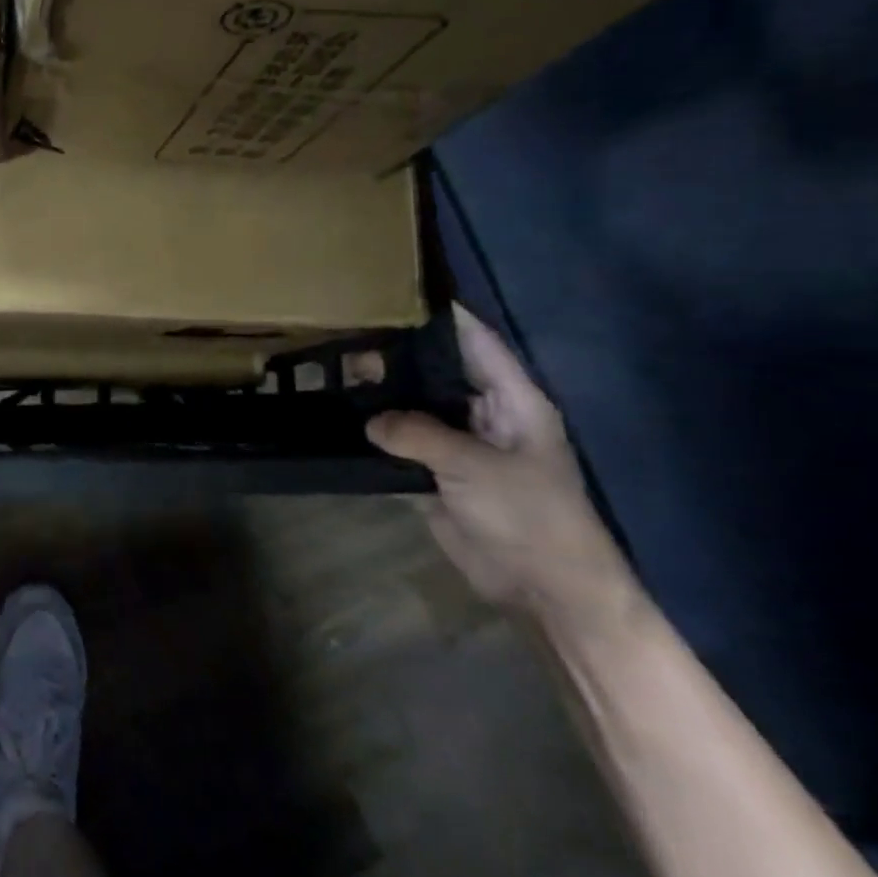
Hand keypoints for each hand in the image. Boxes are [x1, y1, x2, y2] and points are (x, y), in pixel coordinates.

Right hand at [367, 305, 641, 634]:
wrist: (542, 586)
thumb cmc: (529, 516)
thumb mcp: (476, 467)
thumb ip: (419, 434)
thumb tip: (370, 420)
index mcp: (512, 400)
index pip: (476, 342)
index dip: (442, 315)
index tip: (396, 290)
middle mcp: (484, 413)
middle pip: (437, 370)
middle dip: (397, 353)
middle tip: (346, 333)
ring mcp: (459, 443)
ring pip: (414, 405)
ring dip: (382, 392)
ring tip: (334, 369)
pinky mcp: (437, 472)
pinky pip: (402, 440)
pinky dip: (376, 430)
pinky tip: (342, 414)